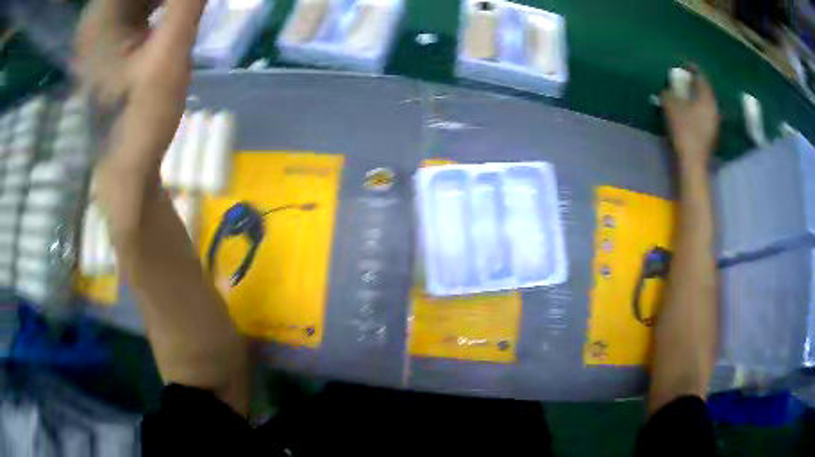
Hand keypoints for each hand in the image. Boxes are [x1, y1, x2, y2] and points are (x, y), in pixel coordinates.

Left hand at [75, 0, 204, 172]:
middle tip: (187, 6)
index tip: (186, 2)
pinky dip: (158, 1)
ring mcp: (100, 27)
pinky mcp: (109, 37)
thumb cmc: (142, 120)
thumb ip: (186, 3)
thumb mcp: (170, 55)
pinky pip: (137, 3)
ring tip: (183, 10)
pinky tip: (174, 10)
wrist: (125, 165)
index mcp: (100, 18)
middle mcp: (95, 17)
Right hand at [661, 71, 719, 167]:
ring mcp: (715, 121)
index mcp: (706, 97)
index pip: (701, 76)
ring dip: (698, 97)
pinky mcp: (712, 132)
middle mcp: (714, 107)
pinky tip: (691, 111)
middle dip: (696, 84)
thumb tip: (667, 89)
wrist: (693, 161)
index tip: (685, 66)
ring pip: (707, 103)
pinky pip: (706, 113)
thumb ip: (669, 93)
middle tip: (685, 80)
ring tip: (687, 95)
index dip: (692, 69)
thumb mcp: (671, 107)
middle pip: (706, 90)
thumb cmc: (684, 130)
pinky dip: (699, 109)